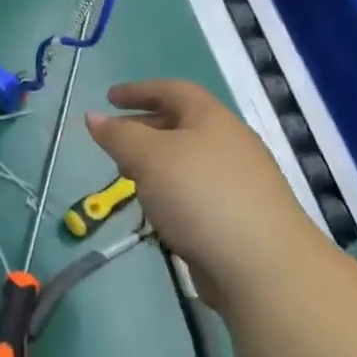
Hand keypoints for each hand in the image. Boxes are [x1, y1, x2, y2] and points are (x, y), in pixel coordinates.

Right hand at [86, 79, 324, 305]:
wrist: (263, 266)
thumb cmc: (201, 196)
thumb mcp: (149, 157)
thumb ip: (119, 136)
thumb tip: (93, 117)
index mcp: (212, 118)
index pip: (173, 90)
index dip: (139, 90)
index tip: (108, 98)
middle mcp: (229, 143)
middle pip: (181, 124)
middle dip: (144, 127)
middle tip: (113, 140)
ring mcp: (237, 181)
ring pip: (187, 161)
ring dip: (155, 163)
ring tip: (128, 177)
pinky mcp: (238, 216)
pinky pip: (195, 191)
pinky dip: (170, 191)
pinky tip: (157, 211)